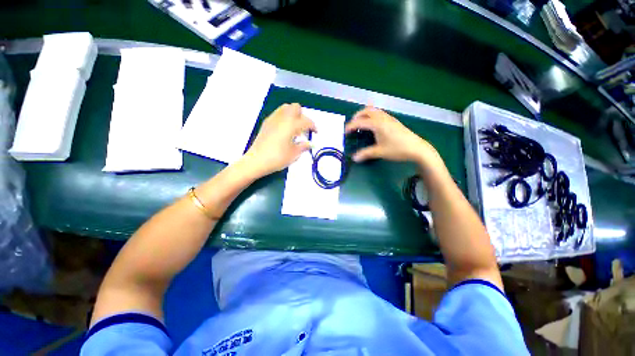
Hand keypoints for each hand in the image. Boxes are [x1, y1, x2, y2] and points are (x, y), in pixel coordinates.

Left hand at [242, 103, 315, 177]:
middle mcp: (283, 118)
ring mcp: (273, 119)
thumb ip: (304, 146)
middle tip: (304, 128)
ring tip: (294, 128)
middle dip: (302, 115)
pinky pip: (278, 114)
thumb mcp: (294, 154)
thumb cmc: (278, 158)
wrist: (256, 160)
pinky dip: (284, 118)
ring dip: (293, 114)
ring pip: (285, 108)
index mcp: (292, 125)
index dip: (313, 126)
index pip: (306, 121)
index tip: (315, 132)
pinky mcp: (266, 123)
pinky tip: (284, 130)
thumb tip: (310, 143)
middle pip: (295, 107)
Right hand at [345, 106, 439, 164]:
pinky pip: (380, 113)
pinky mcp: (394, 121)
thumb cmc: (397, 149)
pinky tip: (373, 124)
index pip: (360, 122)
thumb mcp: (379, 152)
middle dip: (358, 116)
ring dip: (365, 114)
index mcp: (377, 124)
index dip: (351, 126)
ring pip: (374, 110)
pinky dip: (373, 115)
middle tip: (353, 125)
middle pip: (367, 110)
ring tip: (361, 123)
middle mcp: (383, 118)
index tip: (345, 132)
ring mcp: (389, 118)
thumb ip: (365, 154)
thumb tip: (354, 158)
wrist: (417, 148)